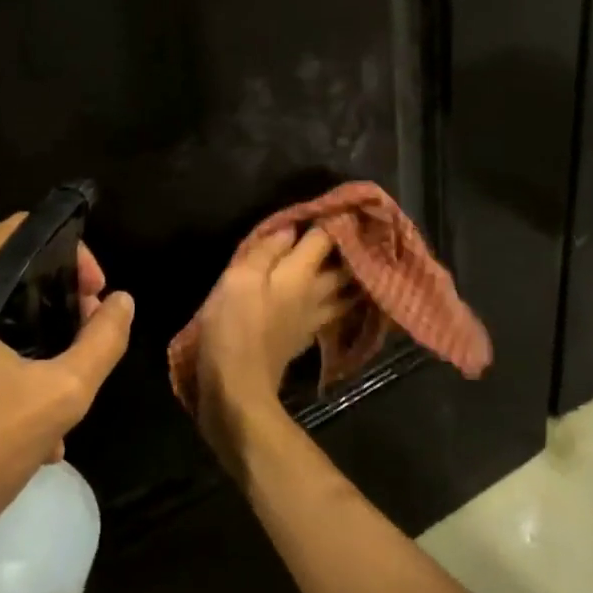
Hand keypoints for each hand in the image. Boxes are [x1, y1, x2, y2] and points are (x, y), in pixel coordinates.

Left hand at [0, 215, 133, 592]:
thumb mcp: (59, 395)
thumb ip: (103, 340)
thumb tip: (121, 303)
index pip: (24, 231)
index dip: (73, 255)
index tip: (98, 297)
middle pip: (11, 268)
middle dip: (61, 301)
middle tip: (92, 338)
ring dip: (40, 337)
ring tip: (71, 381)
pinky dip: (10, 359)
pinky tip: (37, 413)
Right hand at [189, 226, 347, 475]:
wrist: (238, 388)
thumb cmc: (234, 327)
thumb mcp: (239, 279)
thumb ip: (266, 251)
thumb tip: (292, 227)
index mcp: (300, 274)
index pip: (325, 239)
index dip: (333, 219)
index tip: (340, 203)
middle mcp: (315, 295)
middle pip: (344, 267)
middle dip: (353, 247)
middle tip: (358, 230)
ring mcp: (313, 321)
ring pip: (345, 293)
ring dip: (355, 277)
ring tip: (359, 263)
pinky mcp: (303, 340)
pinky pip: (332, 314)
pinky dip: (340, 303)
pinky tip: (337, 301)